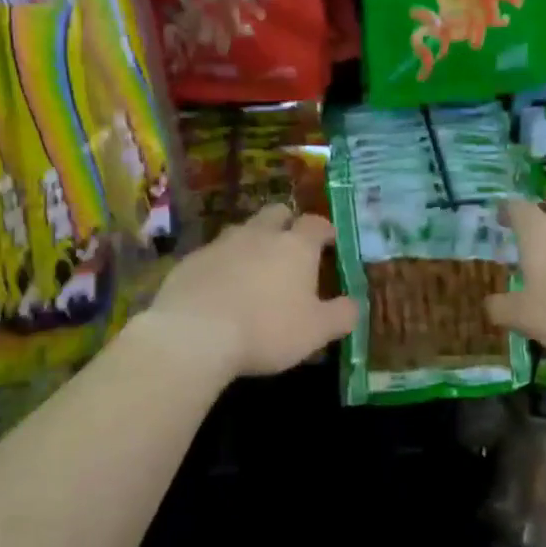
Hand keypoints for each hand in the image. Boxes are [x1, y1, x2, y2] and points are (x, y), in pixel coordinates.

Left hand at [142, 204, 356, 378]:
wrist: (194, 334)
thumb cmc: (267, 329)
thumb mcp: (316, 331)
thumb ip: (341, 315)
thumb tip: (354, 304)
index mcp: (295, 246)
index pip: (316, 224)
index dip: (325, 230)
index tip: (330, 241)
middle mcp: (259, 234)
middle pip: (277, 213)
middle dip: (287, 223)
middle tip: (291, 245)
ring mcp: (221, 243)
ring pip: (243, 230)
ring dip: (253, 242)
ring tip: (255, 268)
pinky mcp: (191, 260)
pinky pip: (214, 253)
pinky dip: (223, 264)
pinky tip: (221, 288)